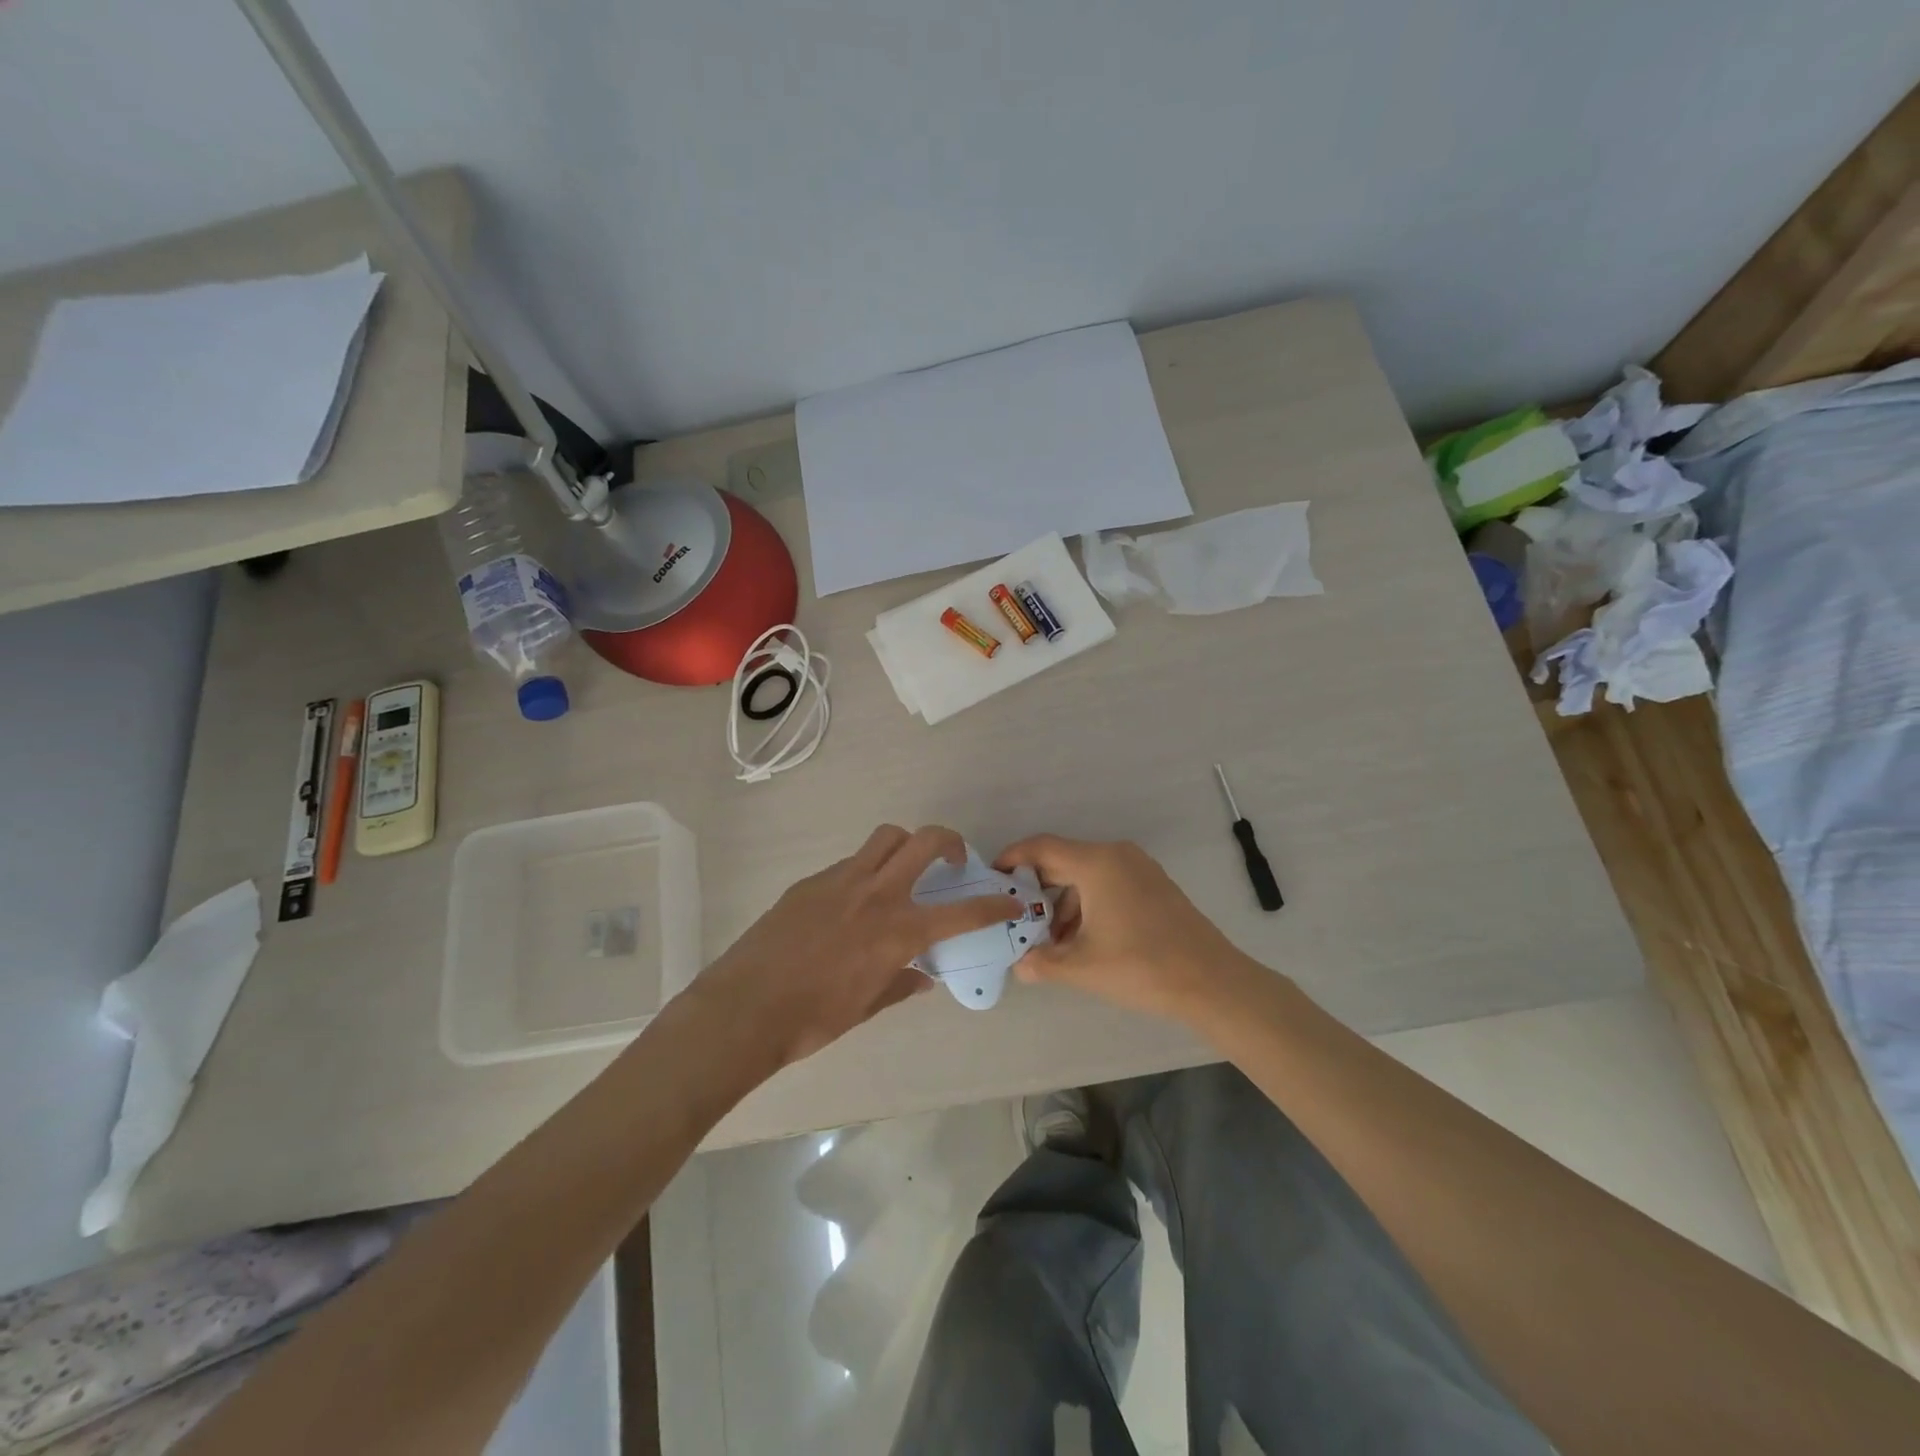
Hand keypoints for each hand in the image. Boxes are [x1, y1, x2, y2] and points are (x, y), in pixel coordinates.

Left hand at [700, 825, 1018, 1066]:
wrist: (744, 1008)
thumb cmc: (812, 1019)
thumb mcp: (865, 1007)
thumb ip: (899, 985)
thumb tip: (920, 978)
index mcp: (897, 931)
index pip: (961, 912)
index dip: (993, 906)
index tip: (1012, 902)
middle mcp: (876, 894)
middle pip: (925, 841)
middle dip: (951, 842)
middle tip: (954, 861)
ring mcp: (841, 881)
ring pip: (886, 838)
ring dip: (906, 845)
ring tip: (903, 871)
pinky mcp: (811, 882)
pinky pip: (851, 862)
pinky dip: (866, 870)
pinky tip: (854, 903)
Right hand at [994, 835, 1261, 1025]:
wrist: (1212, 982)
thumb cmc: (1141, 967)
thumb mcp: (1082, 967)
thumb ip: (1042, 963)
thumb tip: (1020, 966)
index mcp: (1096, 863)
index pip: (1042, 847)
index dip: (1013, 858)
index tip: (993, 877)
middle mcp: (1117, 855)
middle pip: (1063, 861)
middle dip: (1037, 889)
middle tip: (1016, 916)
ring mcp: (1139, 869)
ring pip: (1086, 875)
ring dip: (1063, 903)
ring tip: (1049, 941)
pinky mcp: (1154, 886)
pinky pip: (1108, 884)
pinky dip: (1088, 904)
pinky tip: (1082, 940)